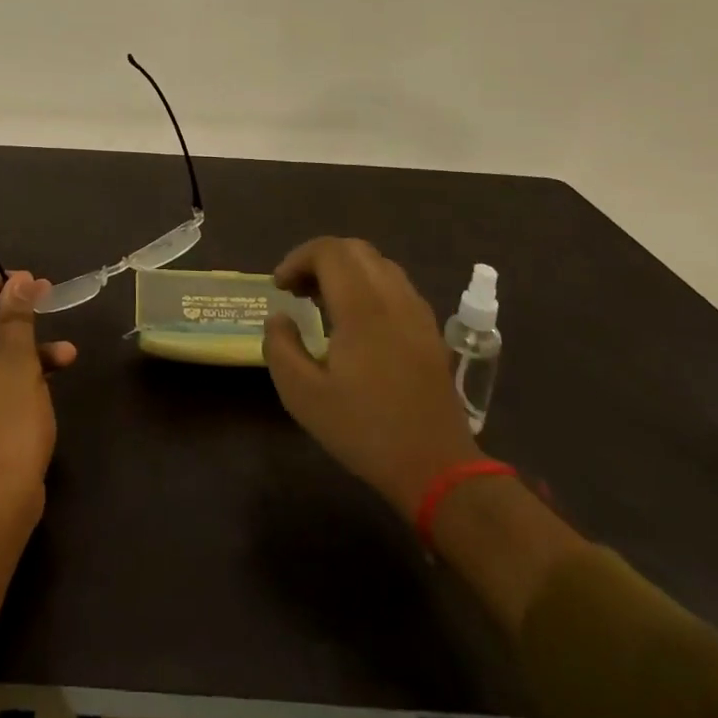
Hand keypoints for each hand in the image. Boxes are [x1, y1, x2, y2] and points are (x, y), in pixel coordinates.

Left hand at [0, 271, 77, 527]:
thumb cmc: (5, 425)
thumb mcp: (17, 363)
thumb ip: (17, 318)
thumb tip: (19, 282)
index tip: (30, 284)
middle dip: (13, 311)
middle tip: (47, 303)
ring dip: (25, 344)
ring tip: (66, 349)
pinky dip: (20, 372)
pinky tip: (55, 375)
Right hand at [262, 237, 481, 515]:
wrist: (437, 469)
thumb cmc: (365, 431)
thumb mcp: (303, 396)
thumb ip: (280, 347)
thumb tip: (279, 318)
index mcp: (362, 308)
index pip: (329, 251)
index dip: (297, 259)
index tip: (280, 288)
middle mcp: (393, 298)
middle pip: (354, 249)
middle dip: (319, 259)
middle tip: (297, 291)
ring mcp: (416, 312)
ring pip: (378, 263)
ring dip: (345, 270)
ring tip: (323, 302)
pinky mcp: (429, 329)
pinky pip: (395, 285)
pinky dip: (368, 285)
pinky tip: (356, 321)